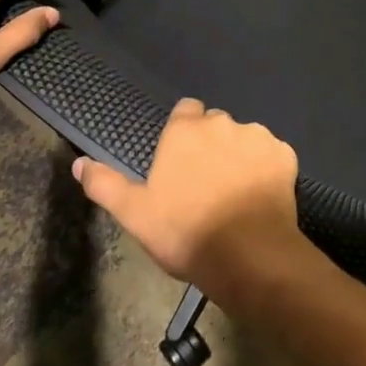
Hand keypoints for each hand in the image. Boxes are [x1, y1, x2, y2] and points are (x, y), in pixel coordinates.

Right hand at [73, 98, 302, 301]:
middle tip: (206, 183)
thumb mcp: (135, 214)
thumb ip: (105, 184)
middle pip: (216, 125)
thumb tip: (79, 163)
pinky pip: (273, 156)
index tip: (181, 160)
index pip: (186, 110)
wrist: (247, 255)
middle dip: (212, 145)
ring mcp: (258, 137)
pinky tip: (261, 198)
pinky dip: (267, 170)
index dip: (184, 132)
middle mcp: (223, 123)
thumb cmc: (185, 231)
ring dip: (240, 156)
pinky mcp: (285, 155)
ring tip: (236, 195)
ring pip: (245, 139)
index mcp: (186, 131)